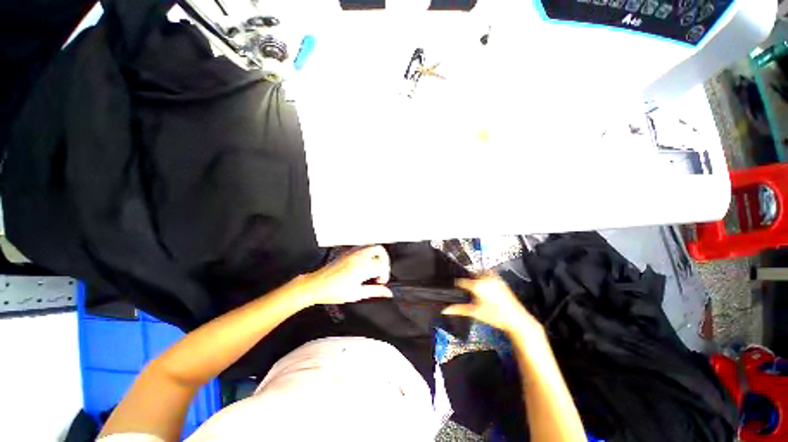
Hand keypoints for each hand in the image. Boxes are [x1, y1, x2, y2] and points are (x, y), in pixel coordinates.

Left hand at [297, 246, 392, 305]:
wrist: (315, 285)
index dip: (385, 275)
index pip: (382, 266)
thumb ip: (375, 291)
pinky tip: (364, 264)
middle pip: (380, 251)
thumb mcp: (356, 294)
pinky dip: (368, 253)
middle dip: (384, 261)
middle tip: (381, 272)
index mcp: (361, 268)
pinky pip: (363, 247)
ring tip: (374, 267)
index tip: (381, 282)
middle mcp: (358, 257)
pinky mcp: (347, 251)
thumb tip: (387, 292)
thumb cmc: (332, 291)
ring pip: (372, 246)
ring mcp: (352, 252)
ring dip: (377, 255)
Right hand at [442, 274, 542, 335]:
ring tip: (477, 292)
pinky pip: (488, 275)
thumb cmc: (497, 316)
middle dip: (468, 283)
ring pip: (479, 275)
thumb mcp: (475, 312)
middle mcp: (485, 278)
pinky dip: (485, 280)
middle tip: (467, 293)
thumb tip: (445, 310)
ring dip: (476, 280)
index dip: (457, 286)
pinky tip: (487, 291)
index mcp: (477, 284)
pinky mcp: (501, 280)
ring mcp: (494, 278)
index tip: (456, 289)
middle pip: (470, 276)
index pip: (461, 281)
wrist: (517, 320)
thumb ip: (458, 309)